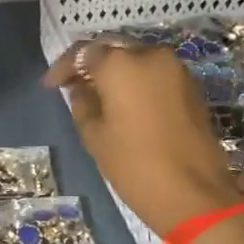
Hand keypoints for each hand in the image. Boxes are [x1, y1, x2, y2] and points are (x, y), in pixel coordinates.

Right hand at [45, 41, 238, 236]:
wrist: (193, 192)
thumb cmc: (134, 164)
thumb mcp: (95, 136)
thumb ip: (82, 104)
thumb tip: (81, 89)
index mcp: (121, 64)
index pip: (83, 53)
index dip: (64, 67)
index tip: (50, 86)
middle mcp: (150, 55)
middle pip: (113, 50)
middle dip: (92, 65)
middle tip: (73, 86)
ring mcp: (176, 69)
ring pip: (137, 60)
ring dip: (116, 73)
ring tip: (98, 96)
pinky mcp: (191, 86)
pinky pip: (155, 74)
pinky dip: (137, 82)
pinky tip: (125, 103)